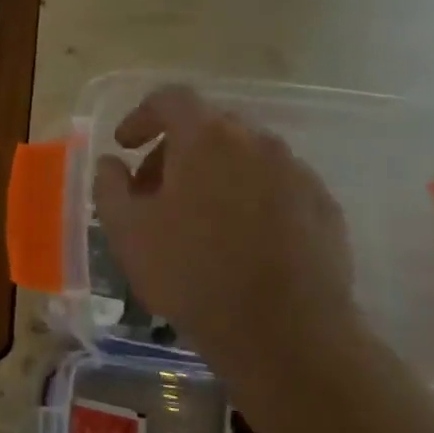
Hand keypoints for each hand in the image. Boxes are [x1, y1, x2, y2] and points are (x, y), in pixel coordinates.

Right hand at [94, 85, 360, 391]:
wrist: (285, 333)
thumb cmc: (190, 273)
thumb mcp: (125, 229)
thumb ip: (109, 184)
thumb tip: (113, 163)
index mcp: (207, 139)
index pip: (171, 99)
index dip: (140, 116)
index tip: (124, 146)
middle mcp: (258, 143)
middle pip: (209, 126)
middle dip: (174, 150)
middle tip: (152, 190)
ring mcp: (298, 174)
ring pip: (245, 156)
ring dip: (213, 173)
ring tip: (194, 219)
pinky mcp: (324, 207)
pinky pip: (275, 185)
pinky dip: (248, 196)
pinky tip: (237, 240)